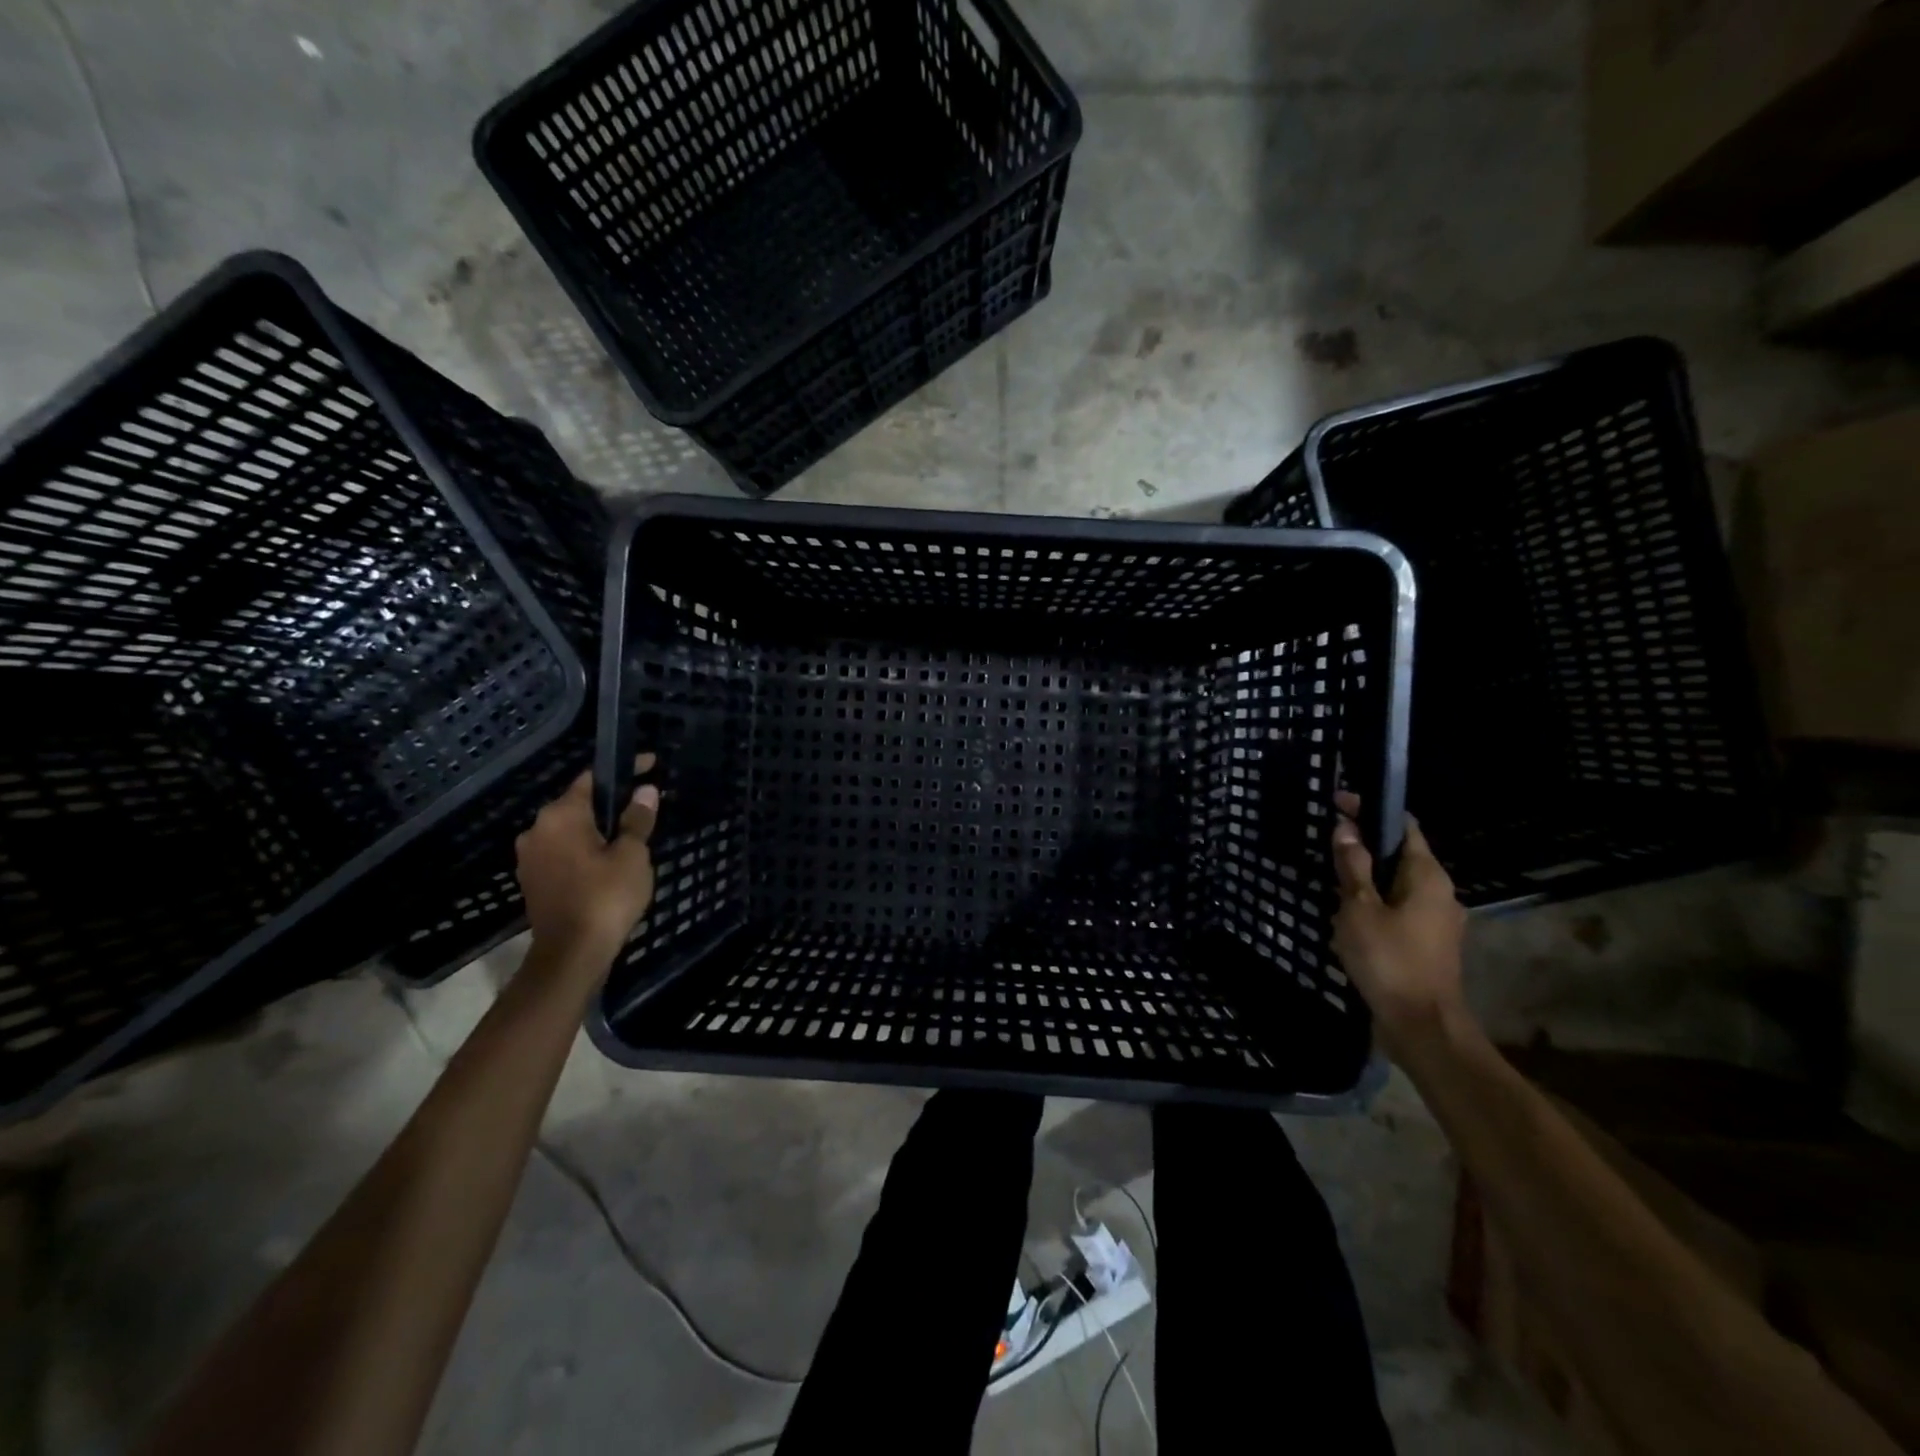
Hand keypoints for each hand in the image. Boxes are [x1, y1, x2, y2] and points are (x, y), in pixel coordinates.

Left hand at [515, 756, 659, 959]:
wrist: (571, 955)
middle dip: (610, 803)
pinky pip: (563, 852)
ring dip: (597, 830)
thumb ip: (637, 820)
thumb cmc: (605, 897)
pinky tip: (608, 864)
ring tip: (629, 838)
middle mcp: (538, 829)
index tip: (651, 766)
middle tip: (643, 808)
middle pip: (579, 804)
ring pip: (570, 830)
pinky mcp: (533, 880)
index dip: (624, 770)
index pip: (593, 778)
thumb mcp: (632, 855)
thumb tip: (646, 791)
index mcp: (561, 815)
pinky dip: (585, 851)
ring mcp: (531, 856)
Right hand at [1330, 791, 1468, 1051]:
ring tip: (1330, 878)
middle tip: (1327, 841)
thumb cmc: (1389, 959)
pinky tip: (1347, 915)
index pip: (1403, 825)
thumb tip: (1346, 826)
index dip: (1371, 810)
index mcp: (1428, 876)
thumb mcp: (1359, 908)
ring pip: (1397, 884)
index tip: (1337, 802)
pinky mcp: (1427, 943)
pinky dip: (1373, 902)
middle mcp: (1440, 892)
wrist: (1421, 1026)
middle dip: (1365, 844)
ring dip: (1366, 877)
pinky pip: (1397, 909)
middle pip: (1401, 854)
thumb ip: (1353, 866)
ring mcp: (1437, 920)